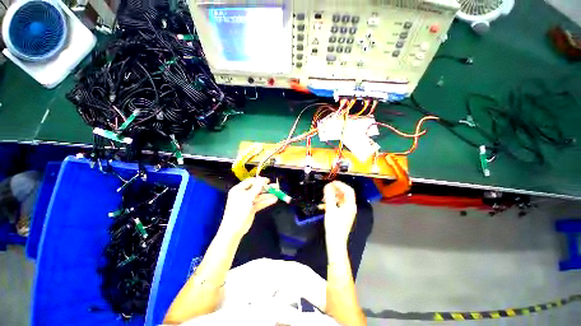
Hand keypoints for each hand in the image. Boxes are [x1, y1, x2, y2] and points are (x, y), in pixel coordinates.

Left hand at [220, 177, 277, 238]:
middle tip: (276, 187)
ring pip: (259, 196)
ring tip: (277, 193)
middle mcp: (243, 194)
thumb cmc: (239, 210)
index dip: (259, 181)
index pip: (250, 182)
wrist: (234, 229)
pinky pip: (260, 203)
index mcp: (238, 189)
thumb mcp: (248, 197)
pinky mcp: (252, 209)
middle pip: (256, 189)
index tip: (268, 181)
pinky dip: (267, 201)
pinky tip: (274, 200)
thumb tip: (262, 179)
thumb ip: (256, 188)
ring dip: (268, 195)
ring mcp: (248, 202)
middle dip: (266, 188)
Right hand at [323, 181, 357, 244]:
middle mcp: (350, 207)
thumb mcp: (330, 209)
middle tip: (327, 187)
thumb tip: (328, 185)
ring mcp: (346, 212)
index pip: (348, 190)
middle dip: (336, 190)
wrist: (335, 242)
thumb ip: (329, 196)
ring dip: (332, 196)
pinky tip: (323, 204)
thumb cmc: (334, 226)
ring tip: (324, 196)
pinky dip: (331, 202)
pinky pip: (337, 205)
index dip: (341, 185)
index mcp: (350, 205)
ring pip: (340, 199)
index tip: (331, 182)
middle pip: (344, 194)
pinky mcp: (342, 215)